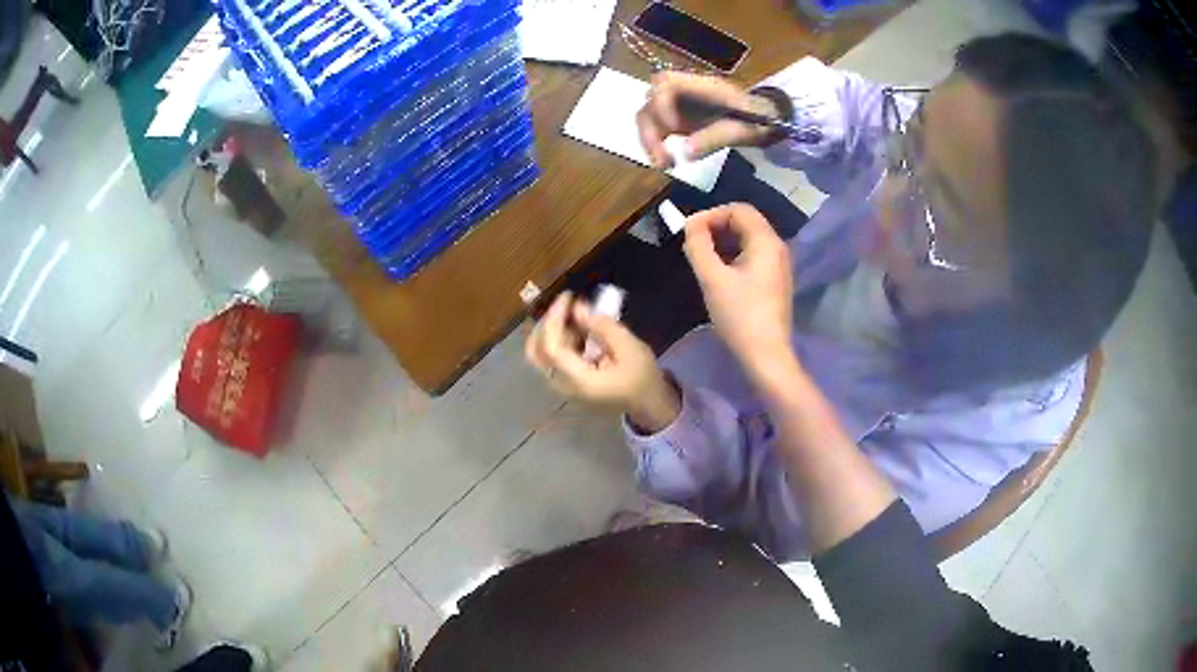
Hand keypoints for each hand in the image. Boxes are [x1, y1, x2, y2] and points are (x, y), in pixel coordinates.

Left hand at [525, 293, 679, 431]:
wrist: (647, 405)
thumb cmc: (642, 377)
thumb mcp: (629, 347)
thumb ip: (602, 326)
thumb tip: (577, 308)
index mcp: (579, 380)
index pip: (551, 347)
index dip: (554, 319)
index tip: (568, 296)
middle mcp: (562, 385)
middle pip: (535, 351)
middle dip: (547, 323)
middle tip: (566, 306)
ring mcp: (561, 386)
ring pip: (541, 353)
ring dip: (554, 330)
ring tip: (579, 316)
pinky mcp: (565, 382)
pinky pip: (551, 357)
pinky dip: (560, 339)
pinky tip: (580, 329)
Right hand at [637, 71, 780, 167]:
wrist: (767, 119)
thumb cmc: (757, 120)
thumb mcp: (742, 131)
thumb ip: (714, 138)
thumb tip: (685, 153)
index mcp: (702, 85)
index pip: (666, 83)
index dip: (661, 104)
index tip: (672, 130)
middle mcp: (685, 91)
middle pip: (651, 100)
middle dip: (650, 129)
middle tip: (663, 159)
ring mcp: (679, 103)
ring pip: (648, 115)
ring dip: (649, 140)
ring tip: (664, 164)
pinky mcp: (677, 117)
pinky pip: (656, 127)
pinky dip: (655, 144)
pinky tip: (667, 161)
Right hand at [682, 203, 793, 377]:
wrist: (766, 355)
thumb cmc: (740, 316)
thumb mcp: (713, 279)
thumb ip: (699, 246)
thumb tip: (690, 225)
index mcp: (766, 242)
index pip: (738, 210)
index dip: (711, 214)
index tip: (689, 231)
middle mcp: (776, 247)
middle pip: (745, 222)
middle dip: (716, 226)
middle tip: (692, 243)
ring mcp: (778, 265)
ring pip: (748, 239)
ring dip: (723, 241)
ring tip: (701, 257)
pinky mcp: (774, 281)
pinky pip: (752, 256)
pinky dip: (733, 255)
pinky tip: (717, 272)